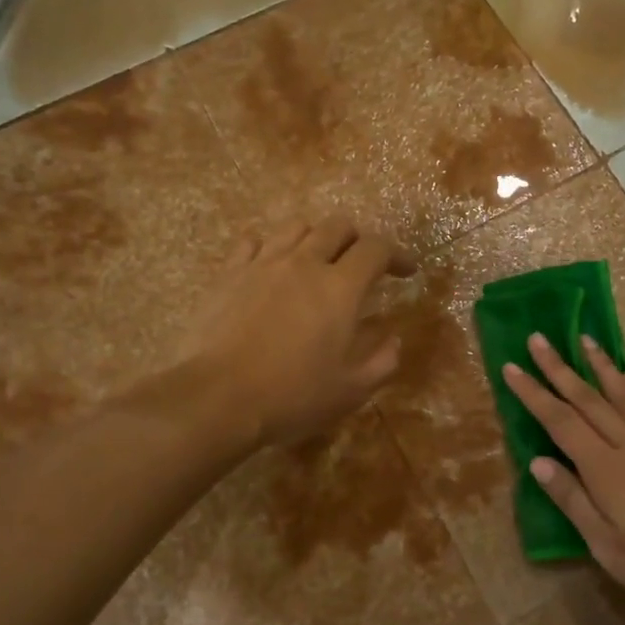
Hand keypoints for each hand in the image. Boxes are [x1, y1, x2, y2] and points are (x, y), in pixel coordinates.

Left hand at [181, 215, 415, 447]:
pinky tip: (271, 267)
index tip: (406, 271)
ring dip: (315, 238)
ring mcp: (263, 264)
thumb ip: (382, 361)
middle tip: (360, 264)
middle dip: (357, 239)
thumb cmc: (292, 396)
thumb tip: (392, 338)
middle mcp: (305, 263)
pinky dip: (270, 247)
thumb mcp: (351, 390)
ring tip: (316, 261)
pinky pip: (253, 242)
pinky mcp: (229, 273)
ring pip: (296, 227)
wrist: (218, 398)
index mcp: (340, 288)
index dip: (397, 255)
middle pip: (337, 226)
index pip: (376, 249)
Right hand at [502, 335, 624, 610]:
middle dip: (558, 368)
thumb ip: (572, 499)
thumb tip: (538, 462)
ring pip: (621, 395)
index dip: (533, 393)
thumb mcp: (606, 545)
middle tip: (537, 338)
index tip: (511, 366)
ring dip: (599, 365)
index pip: (560, 421)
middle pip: (587, 398)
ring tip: (583, 339)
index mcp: (604, 468)